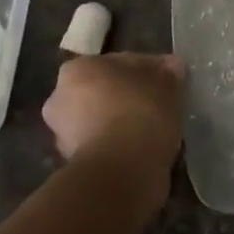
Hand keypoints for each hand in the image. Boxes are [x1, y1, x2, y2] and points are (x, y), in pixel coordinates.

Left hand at [43, 54, 185, 211]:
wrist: (121, 171)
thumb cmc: (140, 112)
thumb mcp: (167, 82)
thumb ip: (169, 71)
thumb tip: (173, 68)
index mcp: (78, 69)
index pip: (121, 62)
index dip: (150, 69)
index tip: (170, 80)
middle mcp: (60, 98)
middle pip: (105, 91)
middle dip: (129, 96)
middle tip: (160, 103)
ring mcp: (63, 135)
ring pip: (103, 119)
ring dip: (123, 122)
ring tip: (155, 129)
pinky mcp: (74, 164)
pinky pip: (105, 145)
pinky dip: (120, 146)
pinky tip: (144, 149)